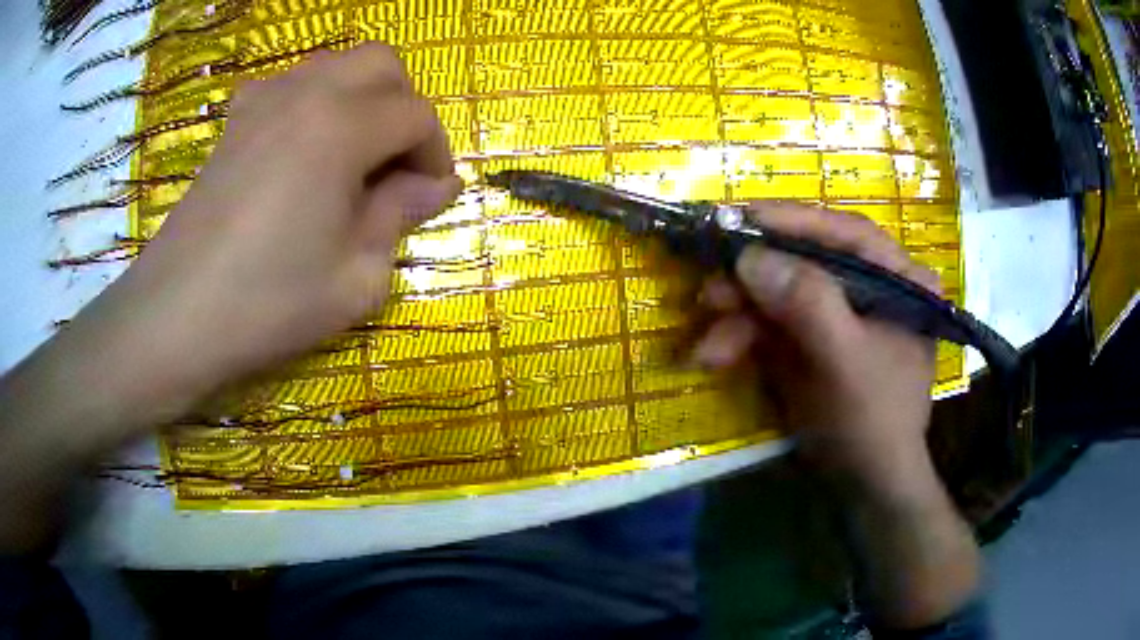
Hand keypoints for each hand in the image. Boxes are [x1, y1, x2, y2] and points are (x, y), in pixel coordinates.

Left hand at [80, 44, 461, 416]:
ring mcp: (263, 100)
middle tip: (397, 164)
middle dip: (404, 105)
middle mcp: (306, 93)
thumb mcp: (356, 276)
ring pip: (336, 66)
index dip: (435, 152)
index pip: (416, 114)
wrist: (177, 314)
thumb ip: (401, 215)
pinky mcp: (236, 120)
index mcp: (342, 126)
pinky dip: (317, 104)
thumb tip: (436, 185)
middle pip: (381, 64)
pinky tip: (305, 153)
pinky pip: (293, 85)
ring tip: (353, 159)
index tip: (430, 194)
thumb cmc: (269, 302)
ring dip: (362, 99)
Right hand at [689, 205, 982, 628]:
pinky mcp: (809, 340)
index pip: (847, 234)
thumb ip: (808, 304)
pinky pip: (768, 325)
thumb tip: (749, 257)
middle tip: (709, 292)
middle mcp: (868, 288)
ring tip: (706, 347)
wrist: (865, 485)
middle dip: (753, 283)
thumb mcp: (846, 362)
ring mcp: (835, 314)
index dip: (794, 221)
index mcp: (898, 280)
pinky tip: (716, 357)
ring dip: (737, 318)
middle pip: (804, 263)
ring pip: (778, 295)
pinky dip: (739, 339)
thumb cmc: (873, 422)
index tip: (740, 216)